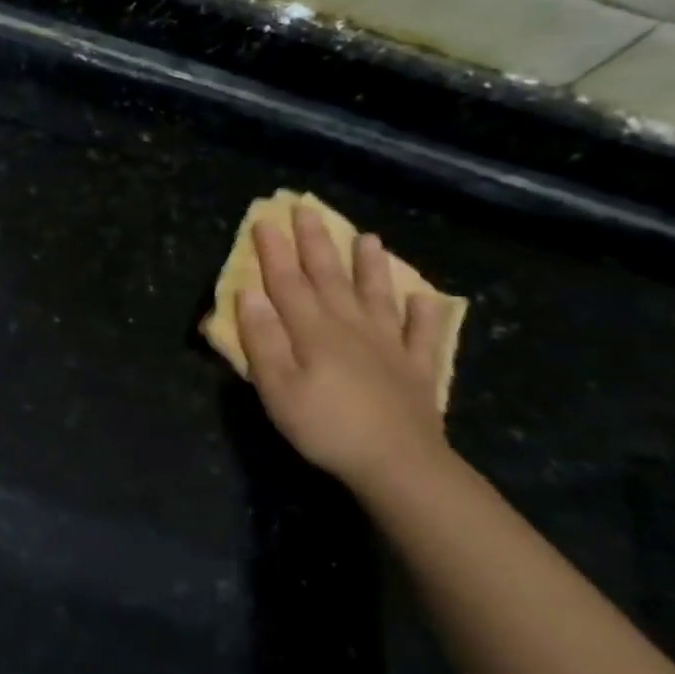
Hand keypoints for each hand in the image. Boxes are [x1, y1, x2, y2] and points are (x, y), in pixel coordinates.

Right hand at [235, 205, 453, 487]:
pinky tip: (426, 298)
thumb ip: (262, 339)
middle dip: (315, 242)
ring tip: (368, 238)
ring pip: (377, 295)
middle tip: (307, 210)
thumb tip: (248, 294)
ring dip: (370, 266)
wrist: (399, 463)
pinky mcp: (416, 368)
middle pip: (329, 277)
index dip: (273, 251)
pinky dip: (425, 314)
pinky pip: (424, 333)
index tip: (264, 221)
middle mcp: (351, 327)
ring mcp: (389, 345)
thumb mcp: (276, 387)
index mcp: (313, 330)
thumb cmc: (325, 426)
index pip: (287, 282)